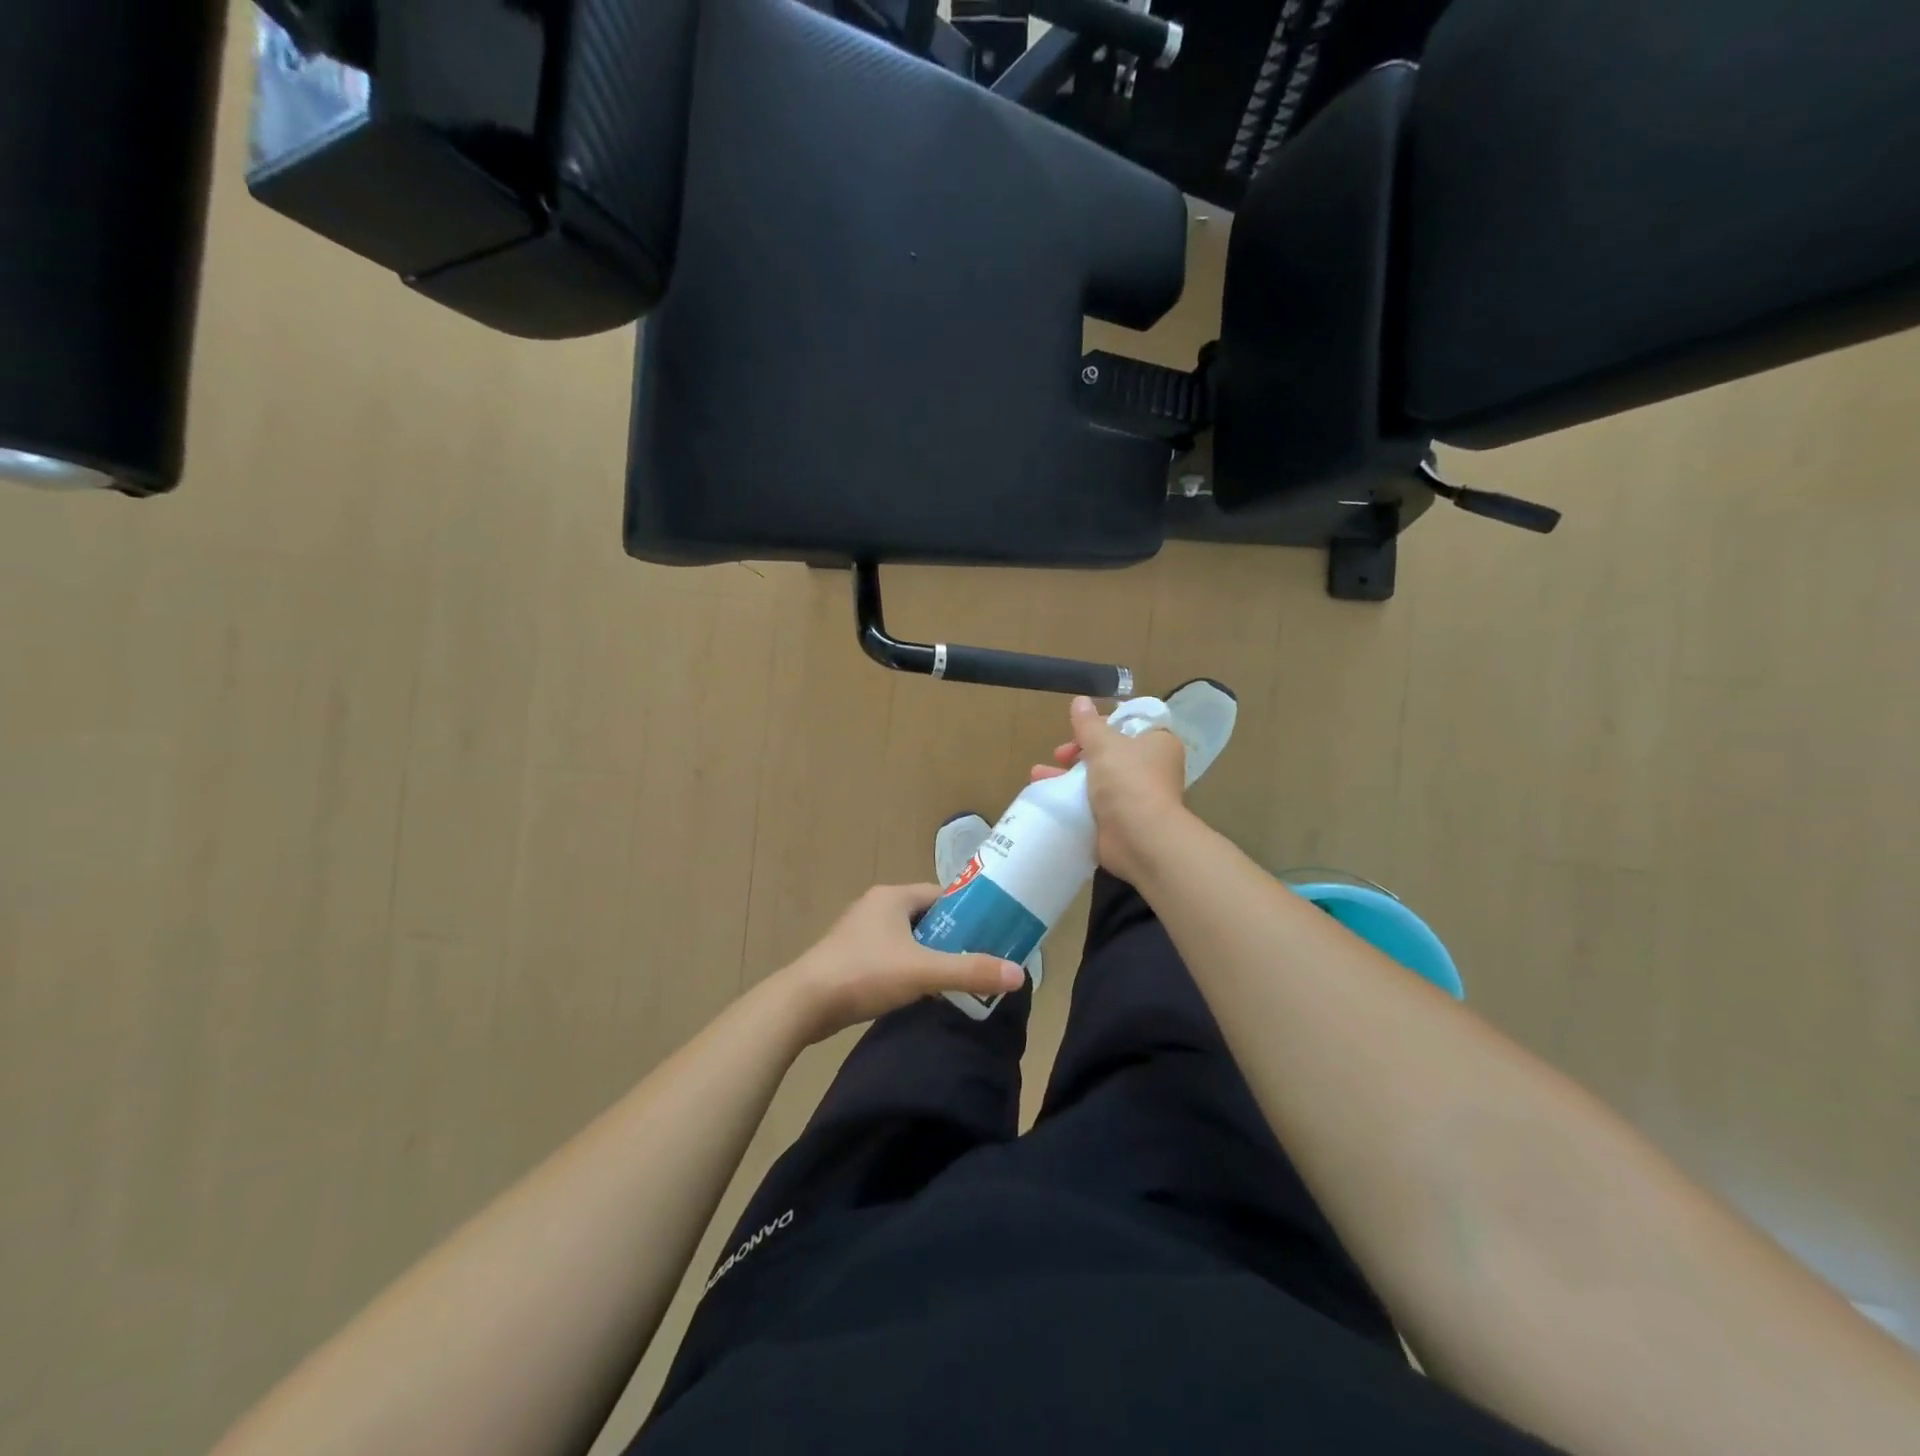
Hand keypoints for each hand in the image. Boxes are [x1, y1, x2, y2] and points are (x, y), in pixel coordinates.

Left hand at [782, 884, 1024, 1042]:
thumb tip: (1019, 975)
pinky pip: (890, 954)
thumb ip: (970, 971)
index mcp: (893, 896)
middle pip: (926, 916)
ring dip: (929, 953)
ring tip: (955, 976)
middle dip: (951, 935)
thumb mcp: (923, 972)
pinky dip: (908, 966)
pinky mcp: (849, 956)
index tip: (991, 931)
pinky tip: (919, 989)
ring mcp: (859, 931)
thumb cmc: (865, 973)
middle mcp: (876, 906)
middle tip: (978, 958)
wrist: (804, 1004)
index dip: (968, 911)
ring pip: (907, 937)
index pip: (942, 894)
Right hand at [1031, 695, 1187, 881]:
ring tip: (1037, 775)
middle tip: (1059, 754)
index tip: (1080, 728)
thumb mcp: (1104, 744)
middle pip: (1109, 752)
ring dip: (1067, 775)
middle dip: (1078, 751)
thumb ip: (1088, 724)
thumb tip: (1080, 700)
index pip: (1129, 724)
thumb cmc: (1128, 780)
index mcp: (1157, 743)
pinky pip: (1092, 804)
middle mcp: (1150, 768)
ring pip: (1097, 778)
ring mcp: (1135, 796)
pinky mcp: (1120, 820)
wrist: (1140, 838)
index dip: (1103, 723)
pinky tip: (1046, 796)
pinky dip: (1071, 800)